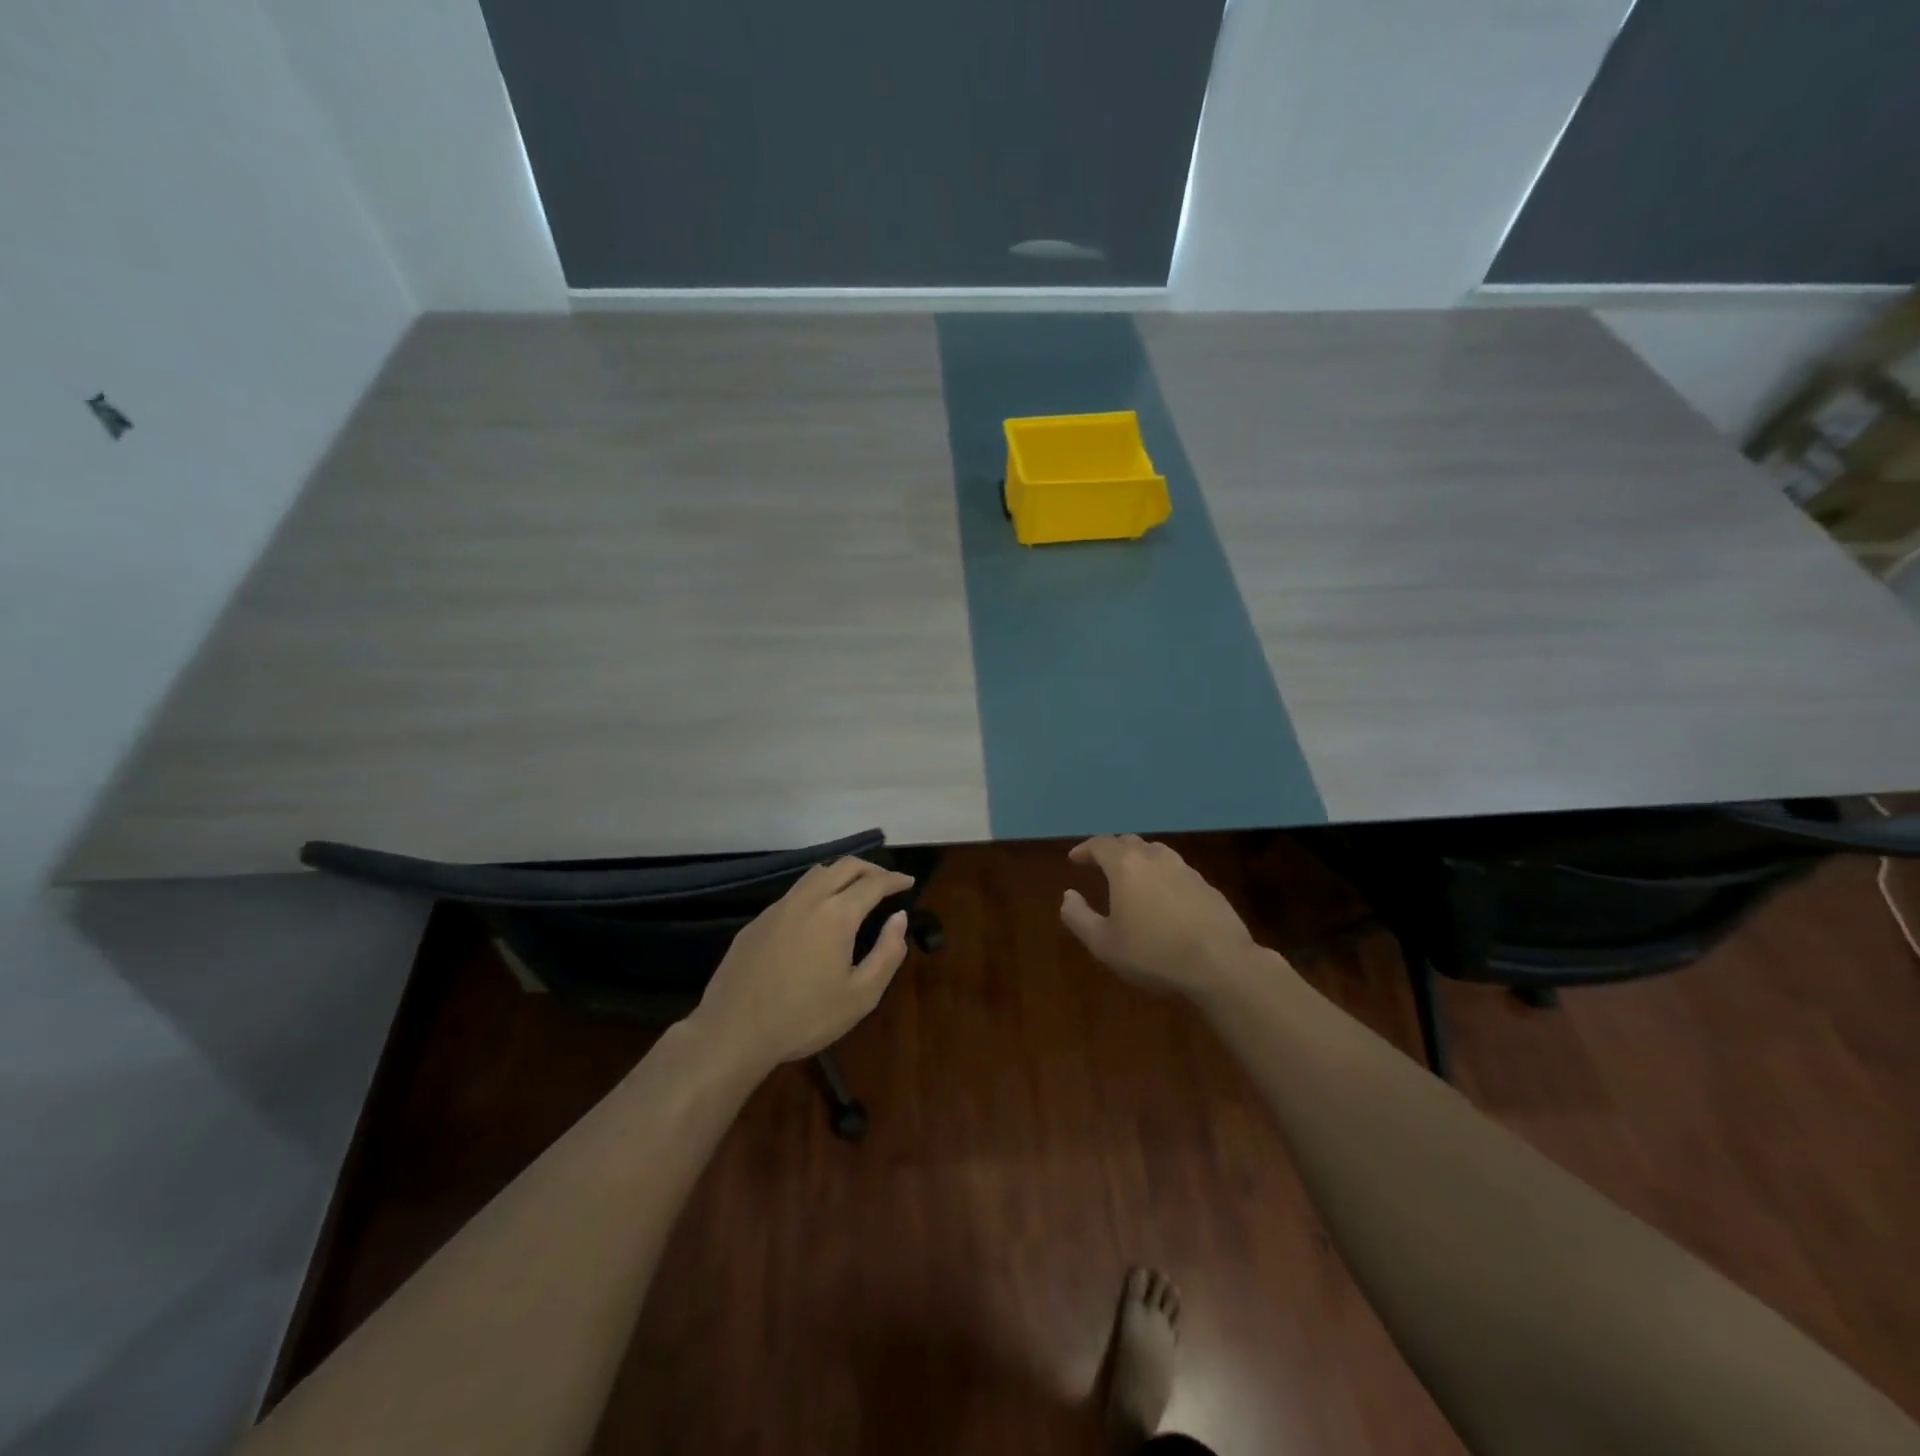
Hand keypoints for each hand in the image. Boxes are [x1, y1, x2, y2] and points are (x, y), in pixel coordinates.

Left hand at [691, 858, 913, 1073]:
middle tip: (886, 882)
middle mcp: (808, 899)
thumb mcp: (861, 996)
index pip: (873, 882)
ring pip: (816, 874)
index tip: (908, 882)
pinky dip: (816, 891)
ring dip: (841, 874)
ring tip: (854, 890)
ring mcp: (779, 907)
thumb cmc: (804, 1018)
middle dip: (870, 868)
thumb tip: (899, 918)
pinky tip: (817, 915)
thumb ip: (887, 953)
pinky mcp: (758, 921)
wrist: (733, 1032)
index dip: (895, 879)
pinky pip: (795, 893)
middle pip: (844, 866)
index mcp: (837, 914)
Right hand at [1060, 835, 1276, 1001]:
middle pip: (1129, 842)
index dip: (1085, 849)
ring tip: (1132, 877)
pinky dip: (1162, 876)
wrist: (1221, 963)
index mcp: (1126, 866)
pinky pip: (1177, 871)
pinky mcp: (1207, 886)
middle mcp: (1155, 858)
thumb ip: (1078, 917)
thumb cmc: (1153, 953)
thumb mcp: (1103, 944)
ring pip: (1156, 853)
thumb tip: (1068, 896)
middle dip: (1111, 850)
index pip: (1100, 844)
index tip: (1075, 859)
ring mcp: (1185, 869)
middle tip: (1101, 864)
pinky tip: (1164, 898)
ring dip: (1139, 859)